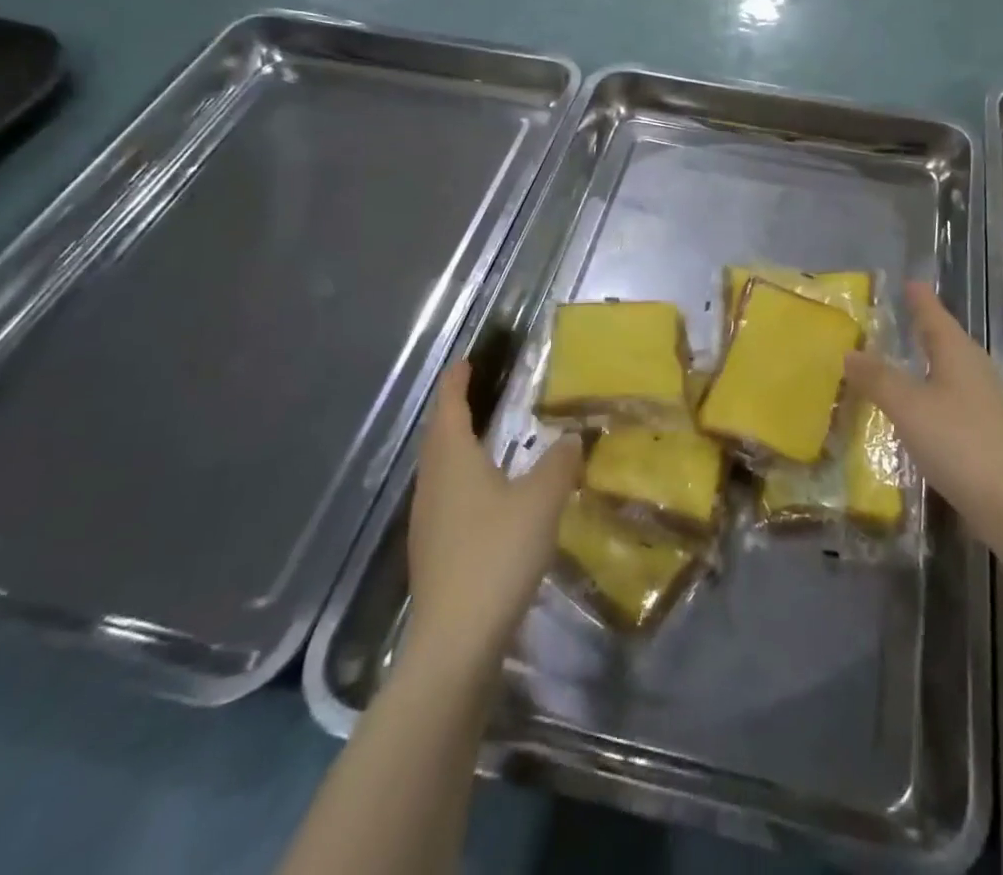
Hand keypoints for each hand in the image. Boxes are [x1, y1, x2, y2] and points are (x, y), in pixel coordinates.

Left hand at [403, 362, 581, 674]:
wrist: (456, 641)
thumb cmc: (497, 554)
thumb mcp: (541, 500)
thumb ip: (559, 463)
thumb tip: (573, 436)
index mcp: (453, 461)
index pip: (449, 408)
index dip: (456, 382)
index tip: (466, 360)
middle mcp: (433, 485)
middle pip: (438, 437)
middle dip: (454, 411)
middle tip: (476, 392)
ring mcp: (428, 522)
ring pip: (441, 469)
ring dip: (457, 446)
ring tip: (484, 437)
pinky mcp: (434, 552)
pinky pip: (447, 497)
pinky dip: (464, 479)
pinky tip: (487, 495)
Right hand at [844, 282, 1002, 543]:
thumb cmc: (957, 442)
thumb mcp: (907, 406)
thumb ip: (877, 378)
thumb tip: (849, 352)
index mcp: (958, 353)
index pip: (934, 315)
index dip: (920, 299)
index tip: (909, 282)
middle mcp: (974, 369)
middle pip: (946, 338)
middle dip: (924, 326)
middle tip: (901, 314)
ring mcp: (984, 400)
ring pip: (951, 368)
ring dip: (928, 359)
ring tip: (904, 356)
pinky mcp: (986, 429)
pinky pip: (953, 394)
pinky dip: (932, 388)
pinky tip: (921, 405)